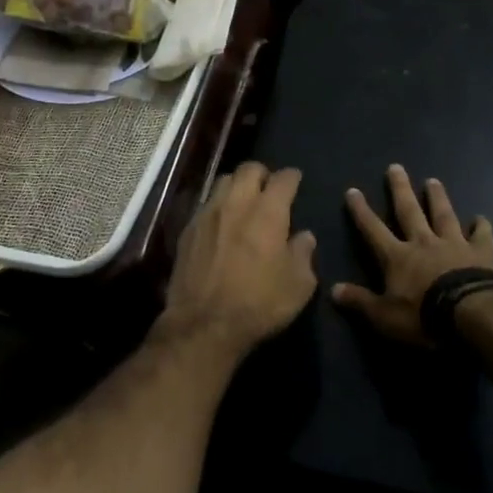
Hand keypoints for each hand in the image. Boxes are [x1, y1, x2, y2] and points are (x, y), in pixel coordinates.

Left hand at [158, 162, 317, 360]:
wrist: (204, 323)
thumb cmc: (259, 303)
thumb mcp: (298, 285)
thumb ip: (303, 254)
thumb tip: (304, 236)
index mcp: (268, 212)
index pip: (283, 179)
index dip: (292, 177)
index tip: (295, 180)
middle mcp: (236, 203)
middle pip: (249, 169)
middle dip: (262, 173)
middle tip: (269, 188)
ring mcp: (208, 213)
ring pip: (224, 181)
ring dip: (237, 185)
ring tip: (244, 201)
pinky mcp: (188, 229)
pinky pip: (206, 204)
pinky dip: (218, 206)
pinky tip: (222, 224)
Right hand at [332, 164, 492, 345]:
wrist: (475, 314)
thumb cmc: (425, 316)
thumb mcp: (385, 316)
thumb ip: (360, 301)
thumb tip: (332, 290)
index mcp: (398, 257)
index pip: (373, 229)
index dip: (361, 211)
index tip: (353, 191)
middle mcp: (424, 243)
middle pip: (409, 211)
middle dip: (400, 190)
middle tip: (395, 167)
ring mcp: (454, 245)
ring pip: (443, 215)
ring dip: (437, 198)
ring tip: (433, 180)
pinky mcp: (482, 253)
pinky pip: (481, 235)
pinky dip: (481, 226)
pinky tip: (481, 218)